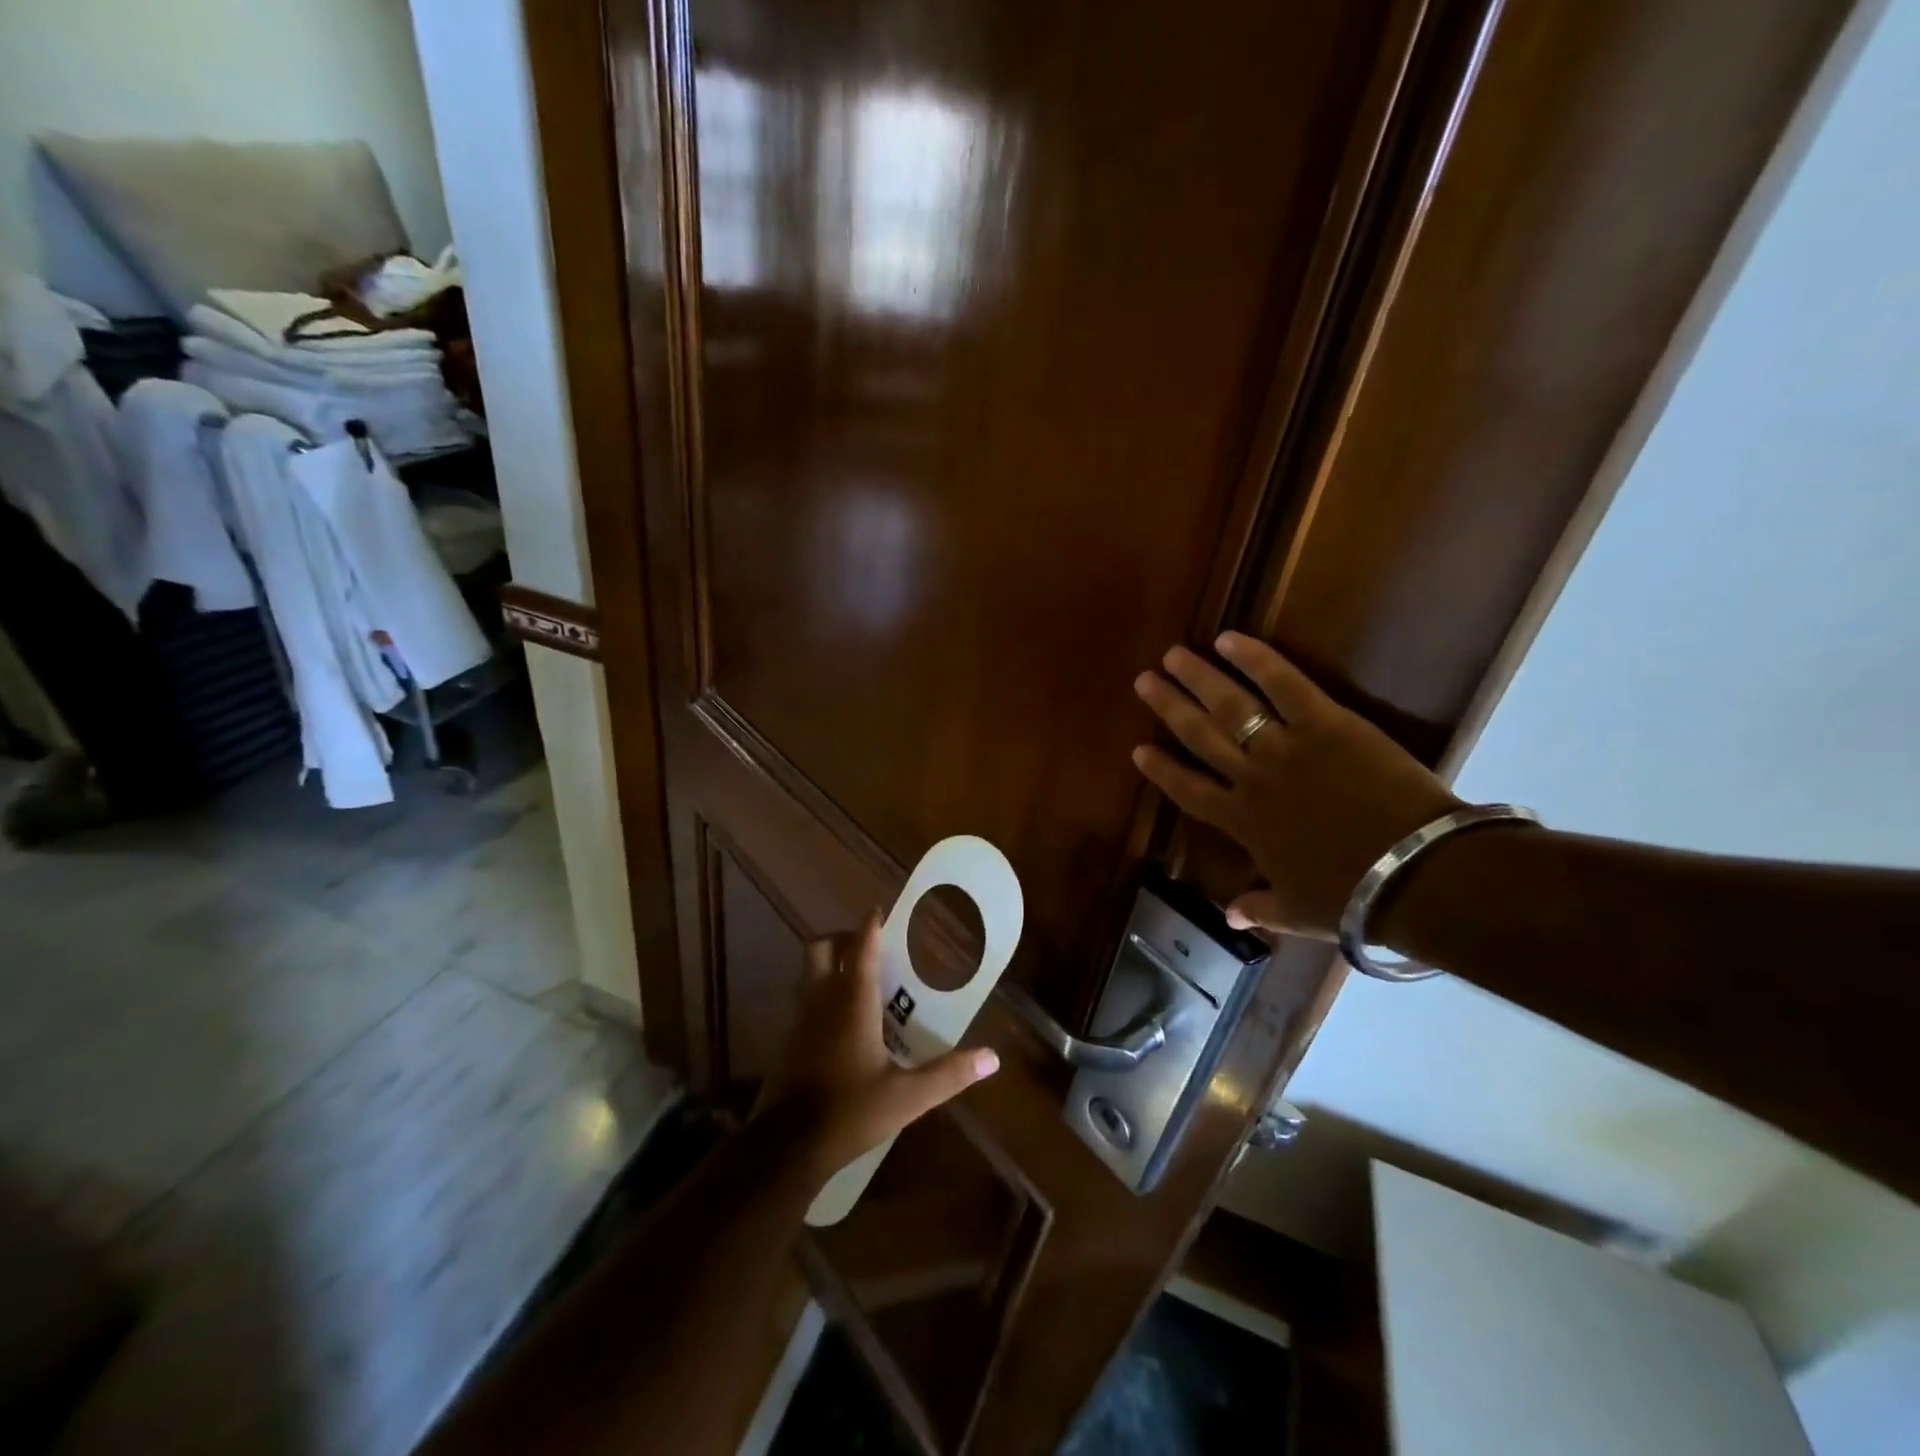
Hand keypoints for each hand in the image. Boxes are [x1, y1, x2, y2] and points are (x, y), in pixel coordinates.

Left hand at [758, 915, 999, 1183]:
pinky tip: (840, 1018)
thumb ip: (949, 1074)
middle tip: (868, 947)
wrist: (786, 1147)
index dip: (871, 925)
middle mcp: (822, 1000)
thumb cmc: (850, 1112)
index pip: (861, 948)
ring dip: (828, 963)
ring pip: (807, 971)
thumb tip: (992, 1058)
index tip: (881, 910)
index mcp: (852, 1002)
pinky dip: (819, 992)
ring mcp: (799, 1019)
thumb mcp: (908, 1098)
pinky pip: (803, 998)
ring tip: (858, 978)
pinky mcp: (788, 1040)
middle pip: (820, 948)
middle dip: (842, 938)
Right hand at [1131, 632, 1460, 939]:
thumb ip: (1259, 907)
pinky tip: (1229, 639)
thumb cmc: (1353, 896)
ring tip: (1173, 655)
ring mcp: (1285, 748)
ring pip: (1230, 706)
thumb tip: (1230, 917)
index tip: (1138, 749)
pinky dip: (1255, 659)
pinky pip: (1283, 684)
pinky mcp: (1325, 723)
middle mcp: (1251, 779)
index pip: (1188, 790)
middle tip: (1144, 681)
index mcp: (1242, 822)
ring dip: (1198, 678)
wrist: (1413, 872)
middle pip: (1199, 736)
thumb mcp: (1298, 912)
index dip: (1162, 770)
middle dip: (1168, 707)